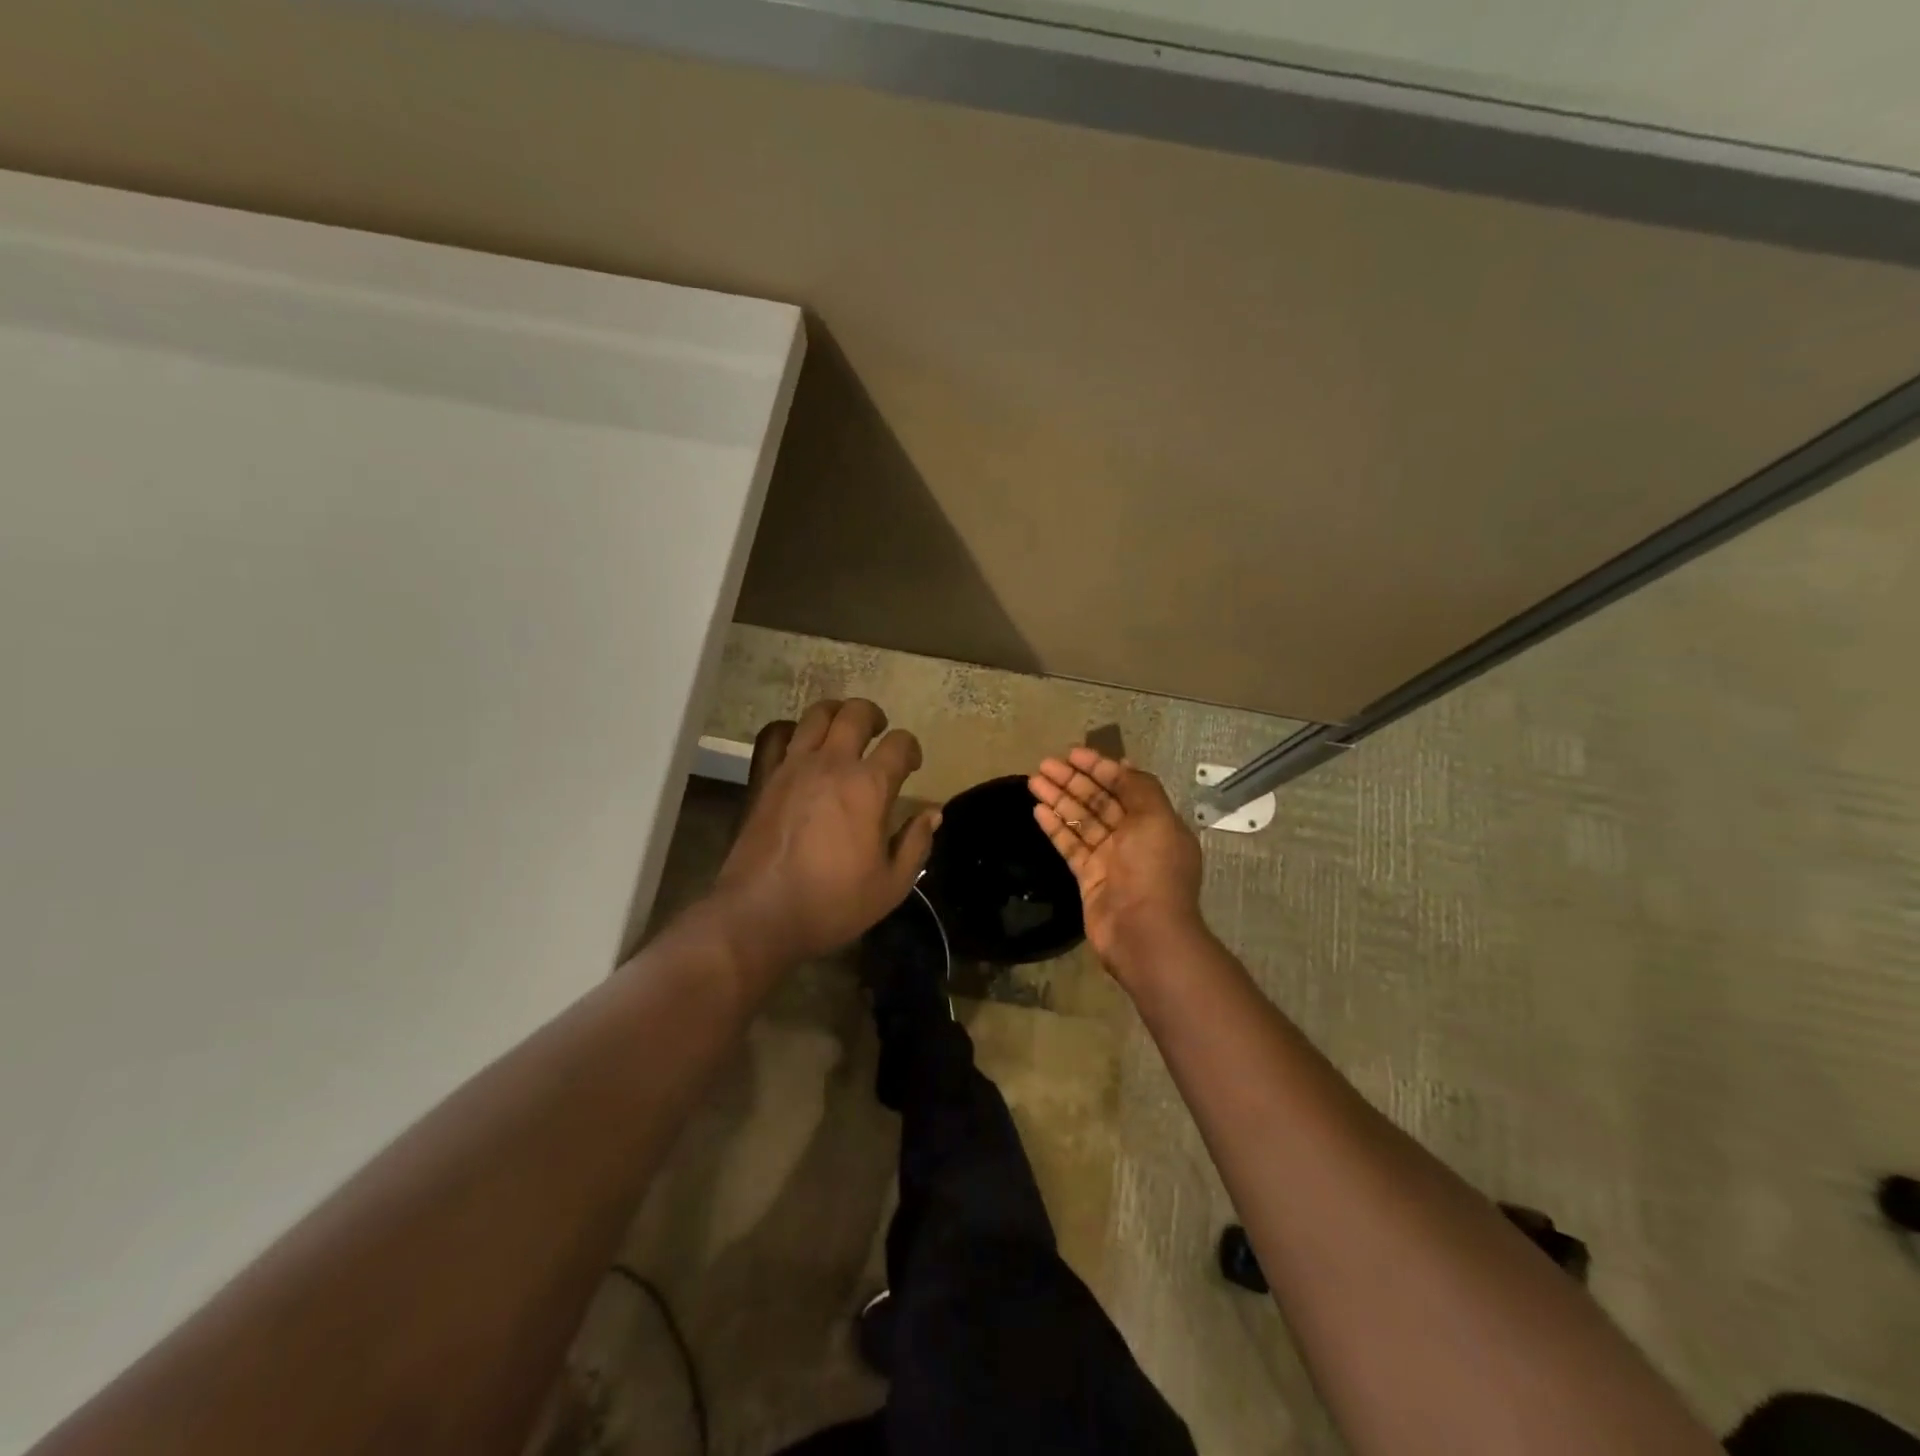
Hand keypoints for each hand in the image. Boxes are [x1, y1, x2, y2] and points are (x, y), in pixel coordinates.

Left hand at [715, 699, 938, 962]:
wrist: (760, 914)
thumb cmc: (833, 903)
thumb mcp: (891, 885)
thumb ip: (916, 844)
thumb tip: (933, 813)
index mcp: (869, 786)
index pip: (899, 744)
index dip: (911, 749)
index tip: (912, 766)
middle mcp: (832, 764)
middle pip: (855, 714)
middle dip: (874, 716)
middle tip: (879, 732)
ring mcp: (794, 766)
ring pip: (816, 715)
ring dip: (836, 713)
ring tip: (842, 729)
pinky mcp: (766, 778)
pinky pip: (778, 736)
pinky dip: (794, 731)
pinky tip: (802, 747)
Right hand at [1029, 747, 1207, 979]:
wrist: (1144, 932)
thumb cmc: (1153, 870)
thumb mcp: (1156, 819)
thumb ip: (1139, 788)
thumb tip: (1122, 764)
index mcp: (1154, 822)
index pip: (1124, 785)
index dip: (1099, 767)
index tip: (1072, 754)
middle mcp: (1133, 837)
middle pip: (1099, 801)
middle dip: (1073, 781)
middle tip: (1044, 764)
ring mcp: (1109, 858)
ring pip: (1080, 820)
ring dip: (1059, 799)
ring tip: (1033, 781)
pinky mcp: (1088, 877)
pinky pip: (1070, 845)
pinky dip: (1055, 827)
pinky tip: (1037, 810)